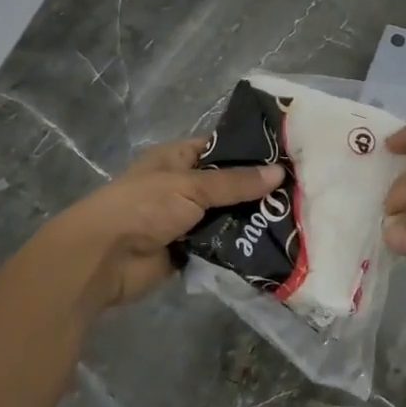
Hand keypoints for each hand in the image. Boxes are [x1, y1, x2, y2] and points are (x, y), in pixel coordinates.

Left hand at [45, 140, 281, 313]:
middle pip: (228, 185)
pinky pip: (221, 246)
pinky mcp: (189, 251)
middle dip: (258, 190)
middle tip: (301, 192)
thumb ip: (235, 183)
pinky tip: (274, 246)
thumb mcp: (191, 186)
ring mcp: (186, 220)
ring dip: (252, 221)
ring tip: (297, 219)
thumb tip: (279, 173)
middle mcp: (184, 186)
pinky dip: (240, 247)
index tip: (289, 156)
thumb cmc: (144, 207)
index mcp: (179, 159)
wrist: (104, 258)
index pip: (221, 148)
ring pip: (227, 217)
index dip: (251, 151)